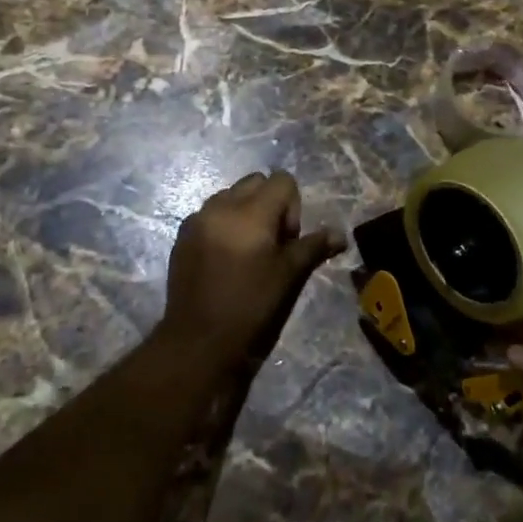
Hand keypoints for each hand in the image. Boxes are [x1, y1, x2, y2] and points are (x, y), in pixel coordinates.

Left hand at [159, 170, 343, 373]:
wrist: (198, 341)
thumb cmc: (251, 306)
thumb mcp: (289, 275)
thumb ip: (314, 247)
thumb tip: (341, 235)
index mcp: (251, 212)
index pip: (282, 180)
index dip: (292, 207)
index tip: (288, 240)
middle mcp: (222, 206)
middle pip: (255, 182)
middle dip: (269, 203)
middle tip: (271, 243)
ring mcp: (198, 219)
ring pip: (230, 195)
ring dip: (244, 211)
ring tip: (247, 251)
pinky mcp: (182, 235)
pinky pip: (209, 213)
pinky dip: (222, 224)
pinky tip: (224, 259)